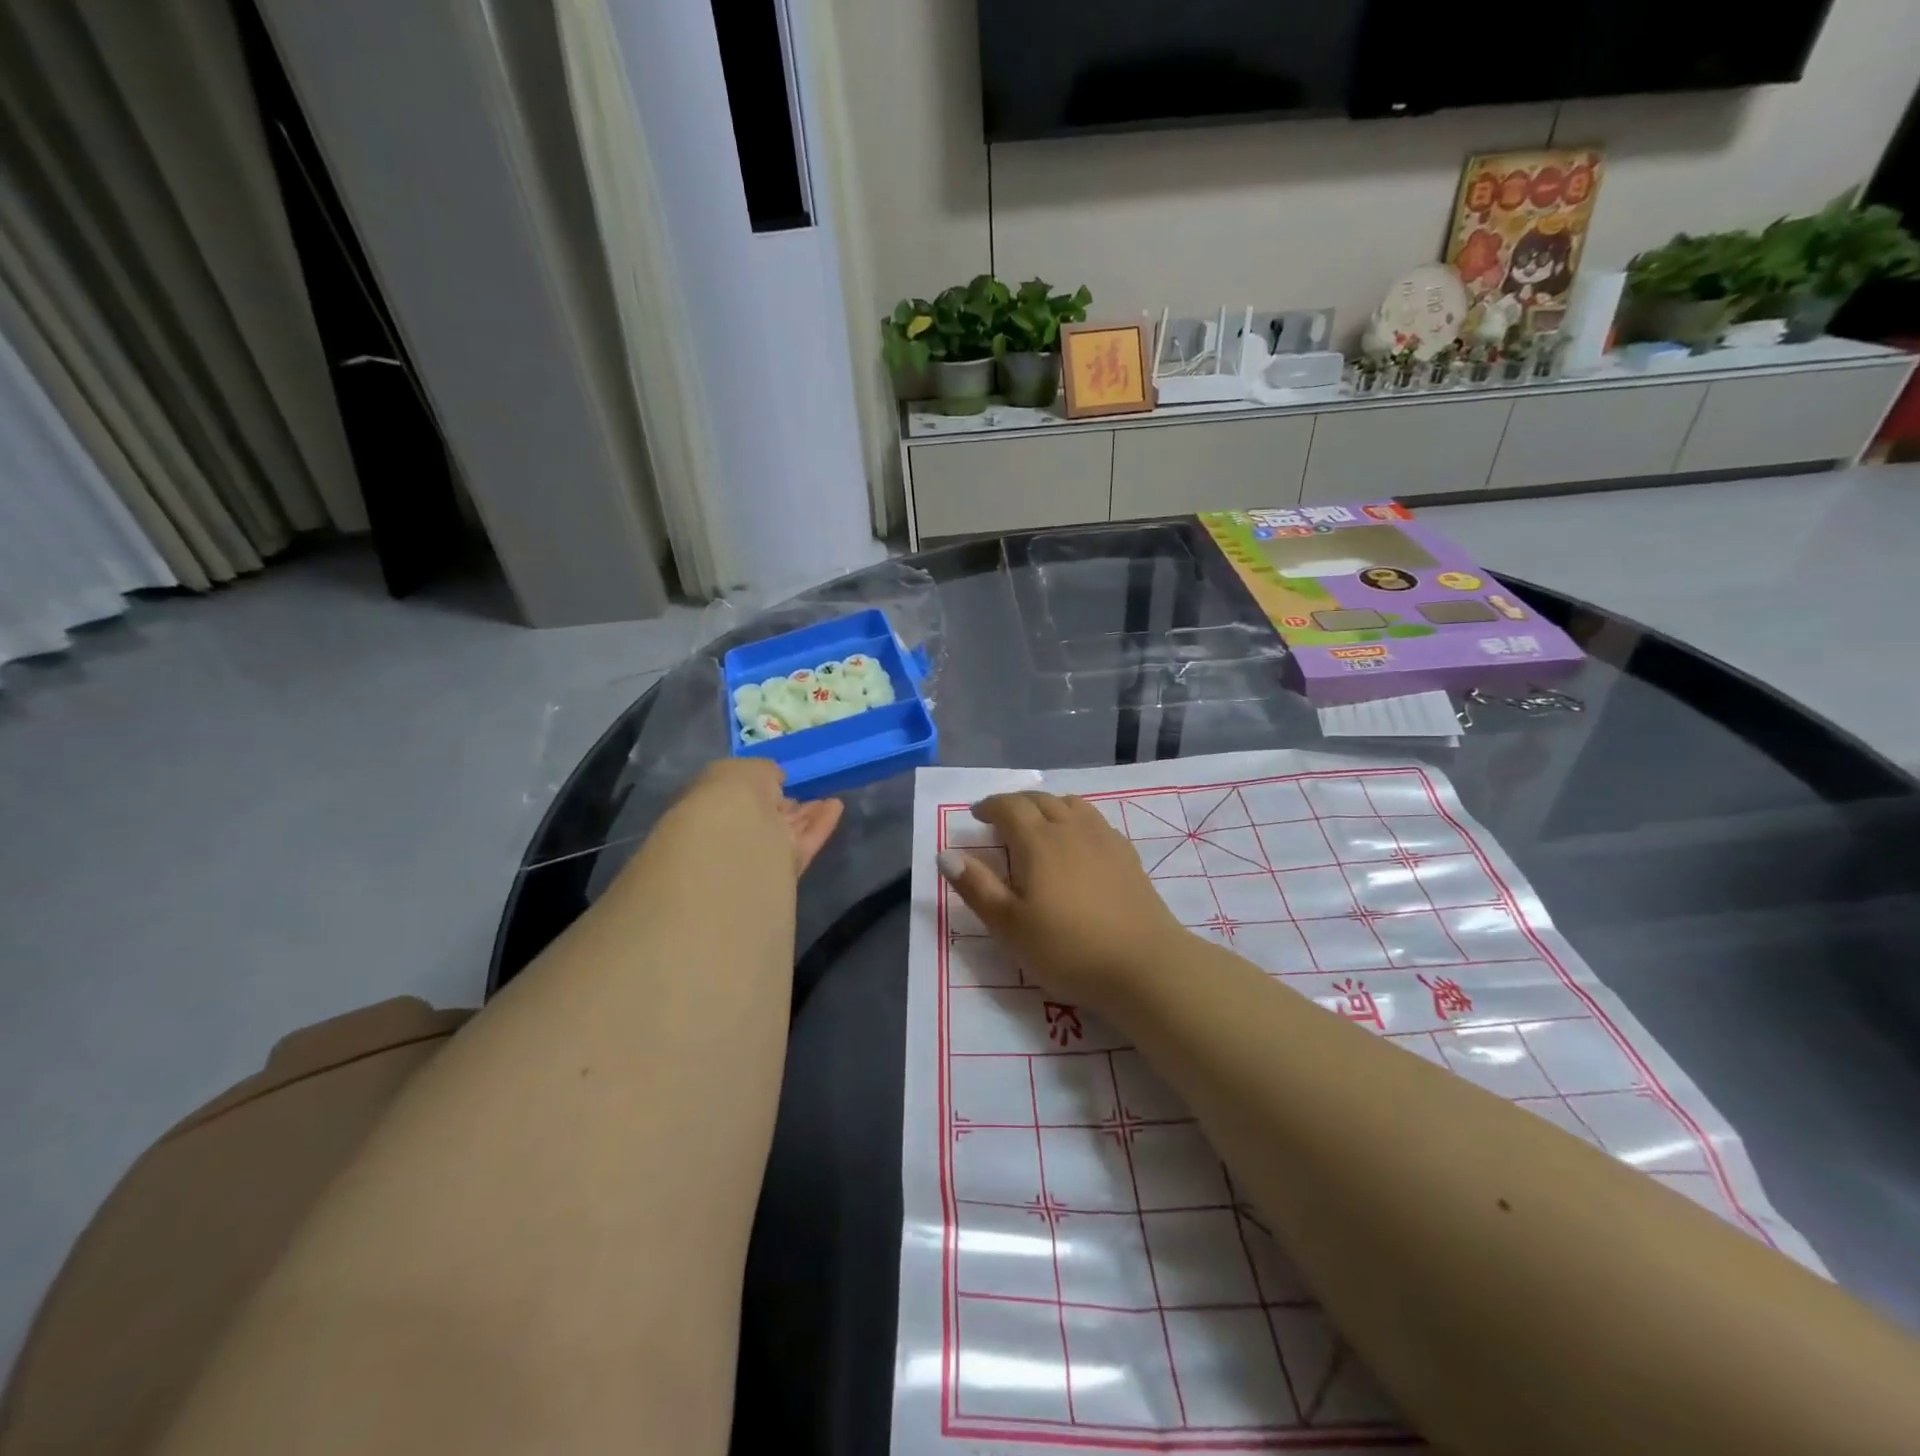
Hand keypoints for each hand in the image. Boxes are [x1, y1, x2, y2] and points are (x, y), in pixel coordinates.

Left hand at [670, 759, 843, 876]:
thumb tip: (776, 778)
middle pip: (765, 818)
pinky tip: (836, 806)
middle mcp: (735, 831)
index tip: (778, 780)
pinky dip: (821, 825)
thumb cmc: (731, 795)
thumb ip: (763, 771)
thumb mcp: (744, 768)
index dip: (759, 787)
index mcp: (714, 805)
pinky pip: (806, 843)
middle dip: (782, 806)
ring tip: (829, 800)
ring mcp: (761, 852)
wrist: (736, 839)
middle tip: (800, 794)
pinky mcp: (786, 868)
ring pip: (787, 831)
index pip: (739, 796)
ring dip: (807, 815)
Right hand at [937, 791, 1188, 1009]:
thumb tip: (946, 853)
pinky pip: (1094, 819)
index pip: (1008, 806)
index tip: (976, 816)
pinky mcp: (1126, 853)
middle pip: (1039, 799)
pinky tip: (1077, 841)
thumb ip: (976, 886)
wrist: (1142, 964)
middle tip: (1000, 819)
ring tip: (1037, 823)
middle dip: (1015, 803)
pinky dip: (1075, 818)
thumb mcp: (1009, 925)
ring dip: (1047, 806)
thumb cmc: (1066, 948)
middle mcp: (1070, 827)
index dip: (989, 806)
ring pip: (1070, 804)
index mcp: (1036, 840)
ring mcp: (1102, 837)